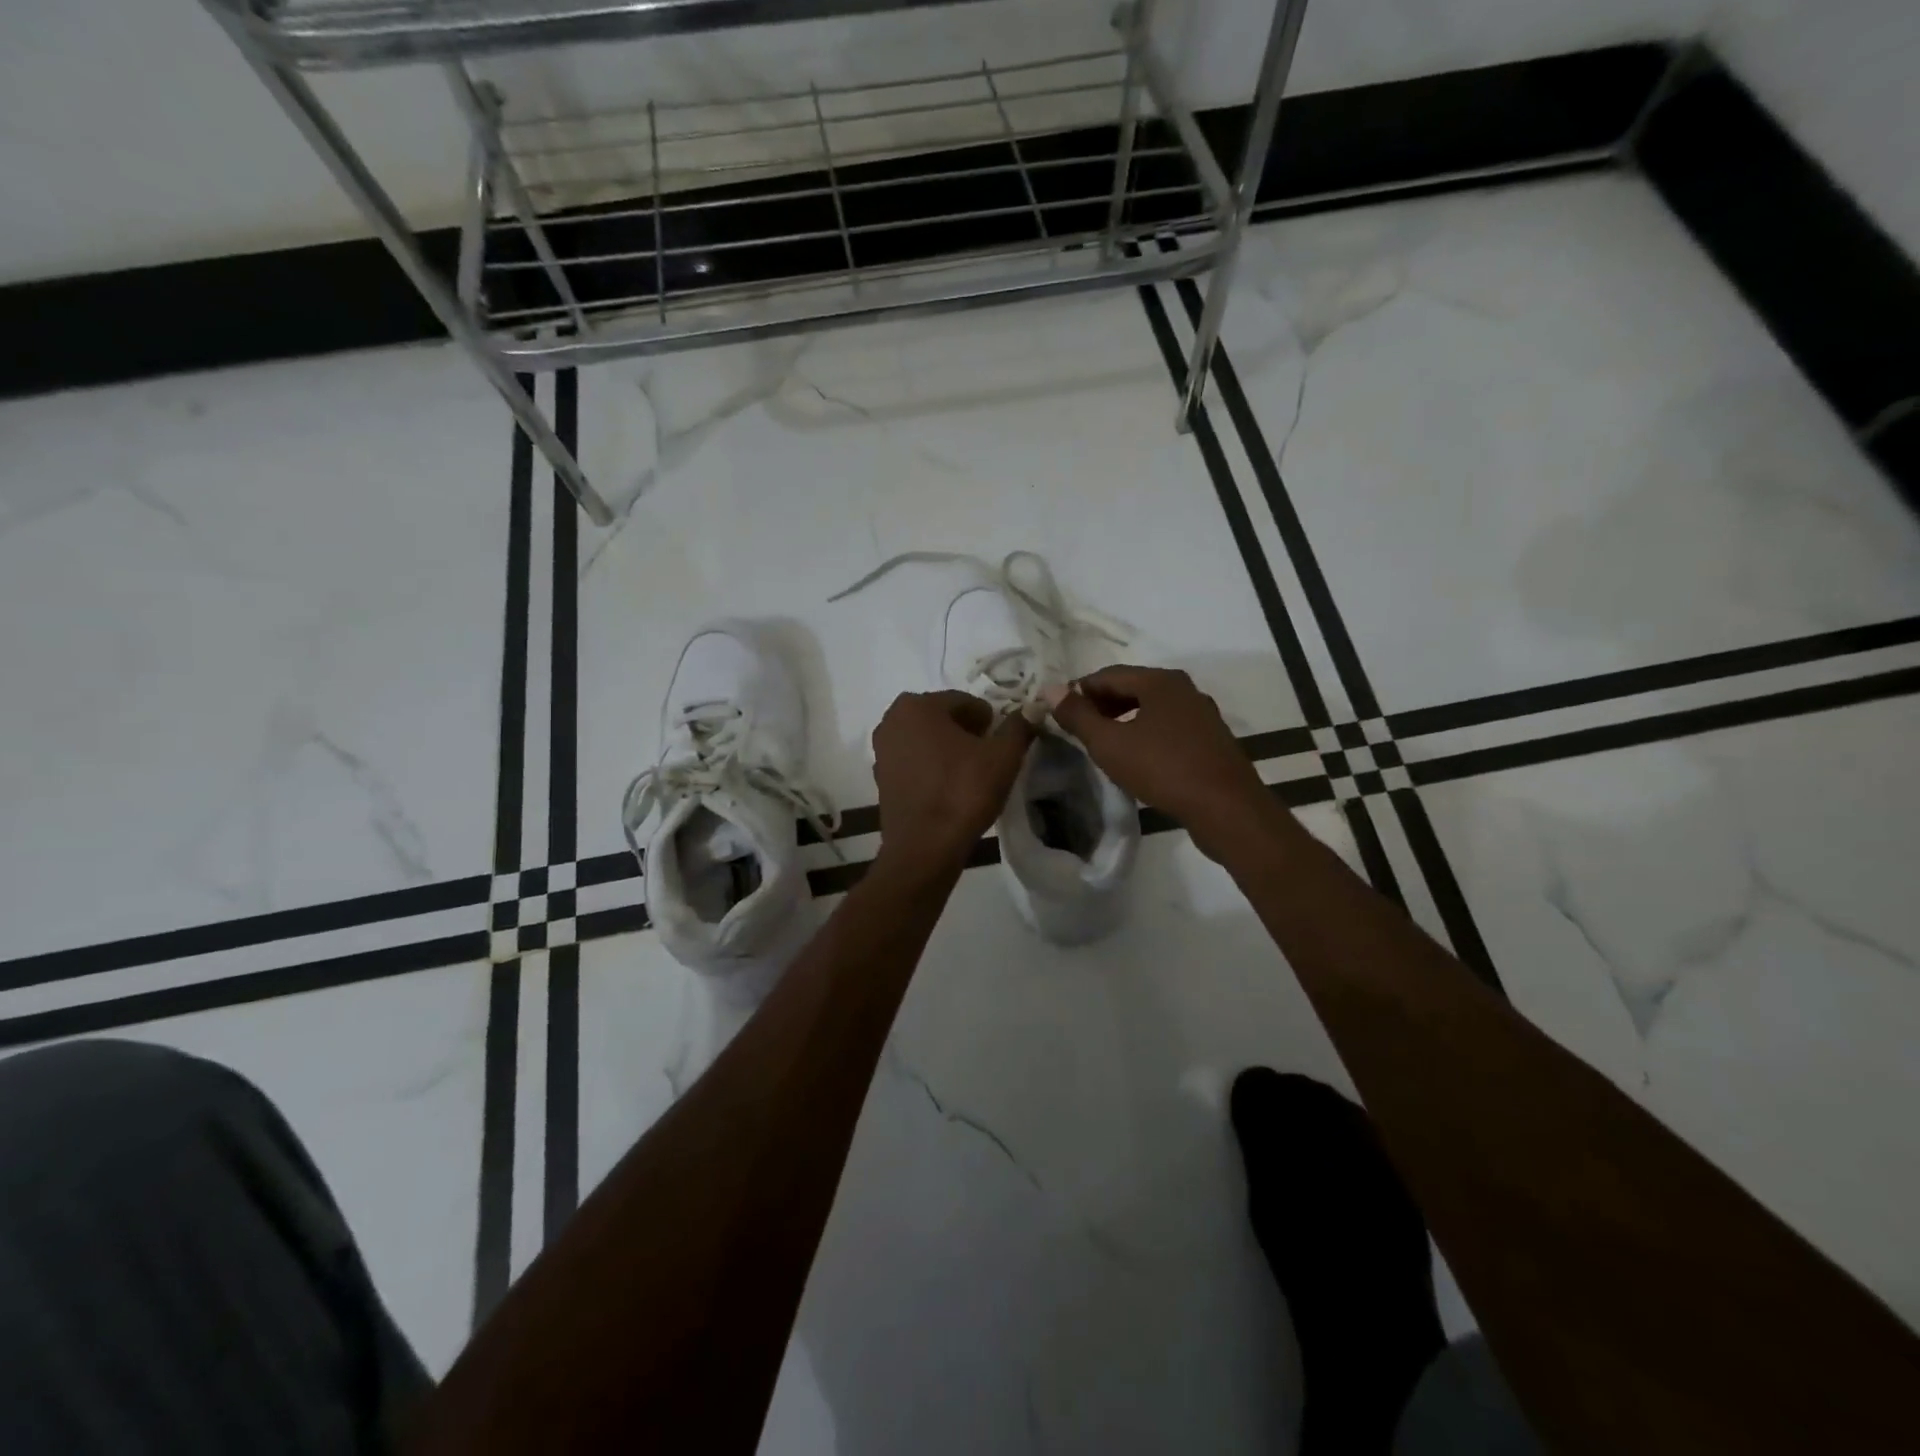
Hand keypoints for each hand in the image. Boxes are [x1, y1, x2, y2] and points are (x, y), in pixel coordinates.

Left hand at [872, 691, 1033, 875]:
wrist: (925, 847)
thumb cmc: (964, 792)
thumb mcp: (1003, 756)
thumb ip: (1018, 727)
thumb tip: (1031, 709)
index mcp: (917, 705)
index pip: (964, 701)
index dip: (989, 720)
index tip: (1003, 741)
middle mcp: (892, 720)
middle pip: (942, 718)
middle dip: (966, 732)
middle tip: (989, 756)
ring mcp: (882, 751)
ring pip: (926, 739)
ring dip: (948, 749)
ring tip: (972, 773)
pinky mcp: (881, 778)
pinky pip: (914, 761)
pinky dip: (932, 767)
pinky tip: (950, 787)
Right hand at [1043, 665, 1271, 859]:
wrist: (1226, 808)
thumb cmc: (1162, 769)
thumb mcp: (1110, 744)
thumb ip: (1078, 716)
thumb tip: (1050, 689)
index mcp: (1160, 681)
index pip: (1108, 674)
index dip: (1079, 691)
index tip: (1058, 712)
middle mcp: (1184, 689)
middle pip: (1132, 688)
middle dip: (1101, 705)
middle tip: (1076, 729)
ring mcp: (1201, 715)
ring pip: (1151, 709)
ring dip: (1123, 720)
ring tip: (1101, 744)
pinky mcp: (1210, 740)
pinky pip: (1168, 727)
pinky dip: (1145, 734)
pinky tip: (1135, 758)